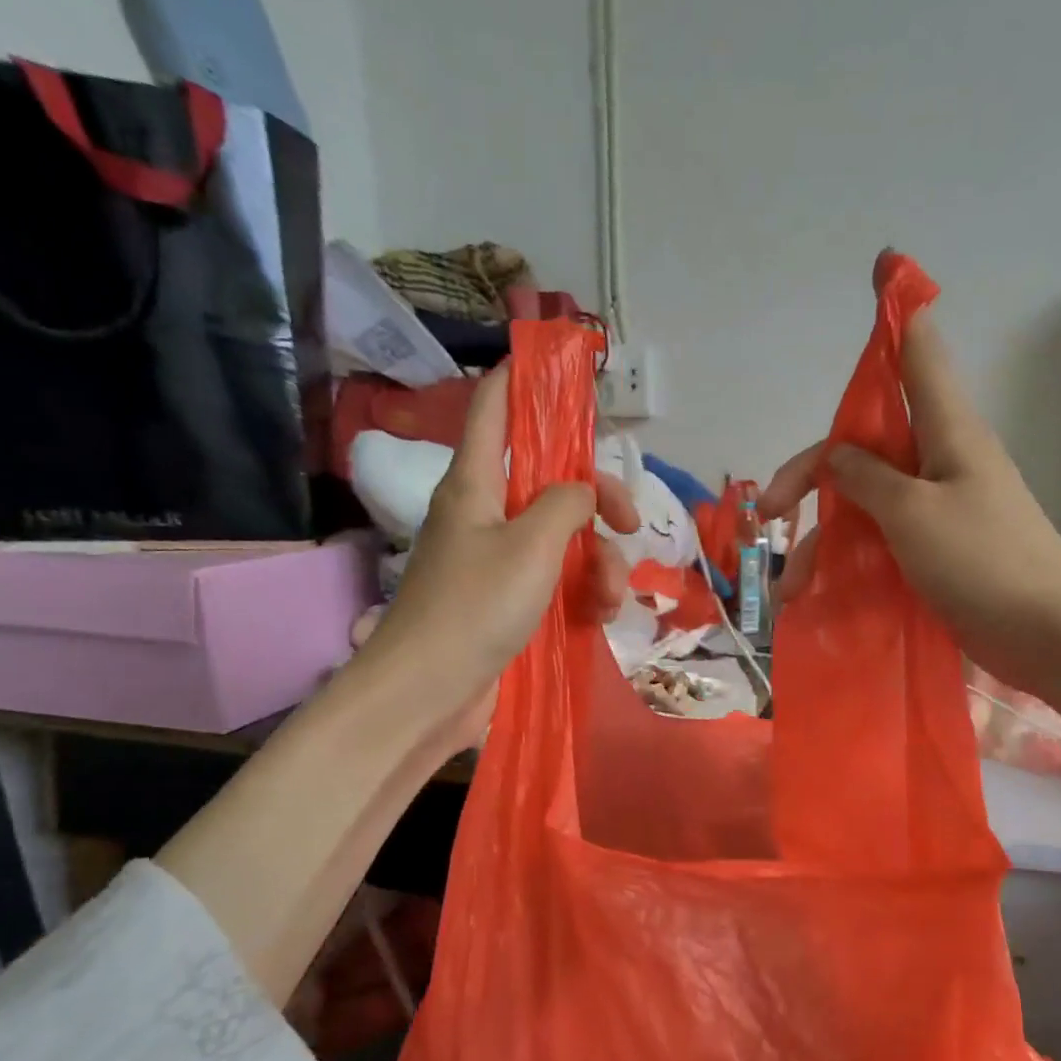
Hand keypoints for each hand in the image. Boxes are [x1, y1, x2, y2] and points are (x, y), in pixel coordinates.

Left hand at [356, 364, 638, 734]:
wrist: (430, 693)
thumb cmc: (474, 608)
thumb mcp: (531, 545)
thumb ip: (566, 502)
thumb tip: (583, 493)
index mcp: (476, 482)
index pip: (493, 406)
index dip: (522, 378)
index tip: (561, 367)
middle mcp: (487, 513)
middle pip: (552, 480)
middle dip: (599, 500)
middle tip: (630, 525)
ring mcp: (500, 561)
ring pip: (565, 537)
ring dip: (600, 563)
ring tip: (609, 600)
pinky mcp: (511, 602)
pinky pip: (559, 580)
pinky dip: (584, 593)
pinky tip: (600, 617)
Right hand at [760, 253, 1060, 692]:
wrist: (1049, 637)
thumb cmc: (985, 563)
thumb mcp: (914, 514)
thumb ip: (869, 479)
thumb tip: (840, 457)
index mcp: (947, 433)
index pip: (918, 355)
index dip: (897, 312)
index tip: (883, 265)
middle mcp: (941, 462)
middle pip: (865, 445)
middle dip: (811, 474)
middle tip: (767, 513)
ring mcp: (939, 509)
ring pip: (866, 501)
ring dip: (824, 536)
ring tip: (791, 586)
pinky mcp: (938, 550)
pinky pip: (882, 541)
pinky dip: (850, 560)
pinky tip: (820, 592)